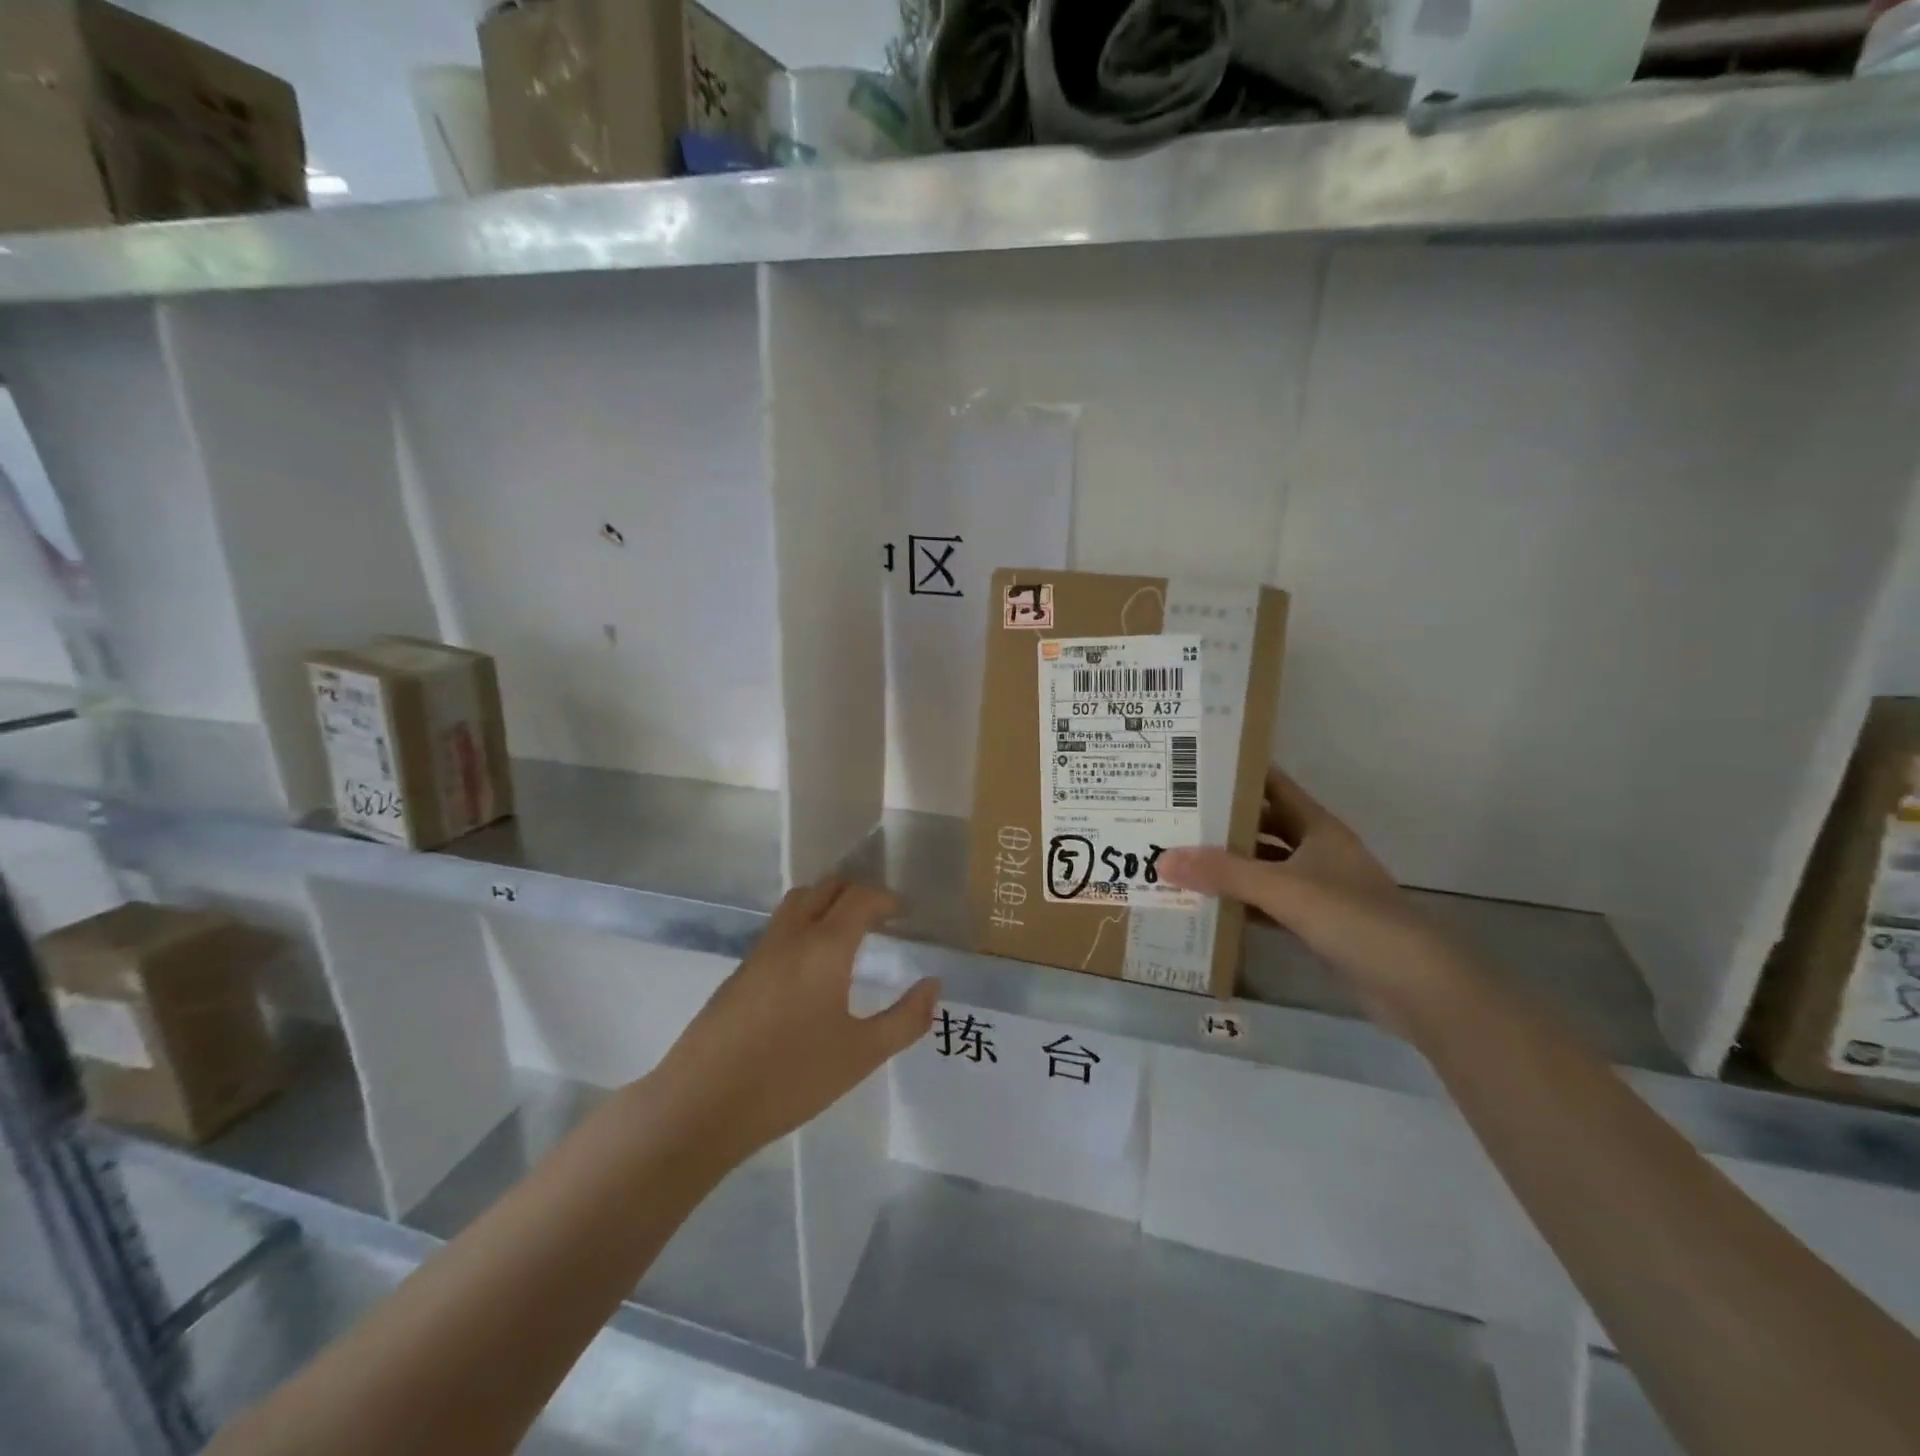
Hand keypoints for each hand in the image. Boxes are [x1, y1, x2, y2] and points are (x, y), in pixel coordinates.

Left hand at [651, 881, 938, 1163]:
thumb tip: (933, 986)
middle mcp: (791, 937)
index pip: (860, 898)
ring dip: (826, 904)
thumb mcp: (861, 1055)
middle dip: (857, 893)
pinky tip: (811, 970)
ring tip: (847, 936)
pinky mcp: (739, 973)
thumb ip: (905, 1019)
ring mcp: (759, 952)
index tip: (905, 914)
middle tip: (880, 919)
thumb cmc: (790, 1078)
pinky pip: (778, 929)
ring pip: (797, 904)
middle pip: (825, 888)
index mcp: (825, 947)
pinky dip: (803, 926)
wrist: (701, 1105)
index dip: (886, 899)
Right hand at [1158, 768, 1468, 1028]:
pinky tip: (1207, 904)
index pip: (1272, 786)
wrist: (1416, 985)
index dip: (1237, 774)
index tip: (1192, 768)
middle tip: (1172, 816)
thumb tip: (1161, 859)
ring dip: (1229, 865)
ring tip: (1179, 857)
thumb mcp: (1283, 889)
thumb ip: (1223, 873)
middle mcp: (1317, 851)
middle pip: (1262, 827)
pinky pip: (1268, 904)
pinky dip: (1241, 902)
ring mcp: (1319, 889)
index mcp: (1318, 827)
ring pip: (1263, 867)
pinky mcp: (1316, 924)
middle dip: (1222, 822)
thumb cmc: (1353, 918)